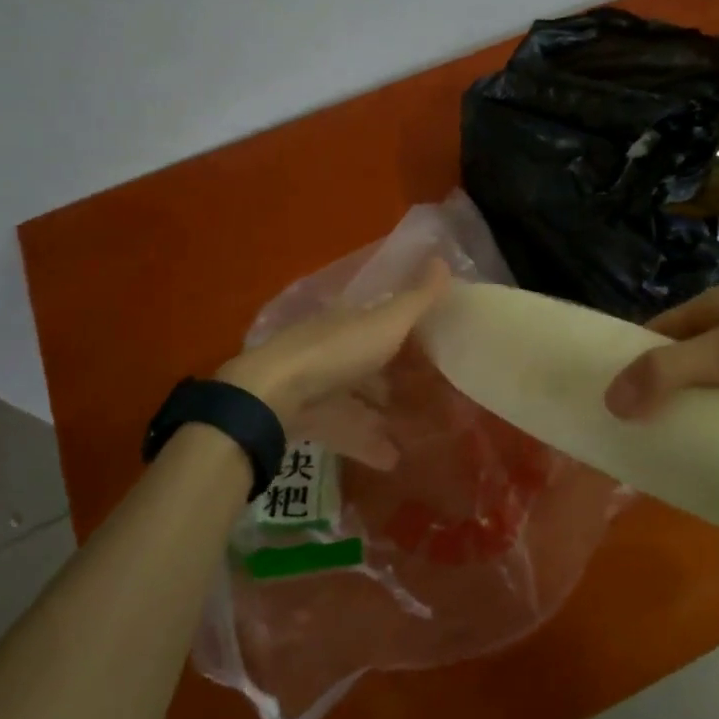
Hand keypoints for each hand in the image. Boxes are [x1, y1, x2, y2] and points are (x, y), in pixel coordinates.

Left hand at [217, 257, 450, 429]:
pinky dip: (367, 443)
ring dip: (382, 414)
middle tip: (428, 393)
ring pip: (355, 399)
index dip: (404, 331)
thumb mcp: (387, 322)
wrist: (275, 394)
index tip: (432, 345)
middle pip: (367, 362)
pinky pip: (344, 430)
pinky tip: (392, 460)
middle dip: (393, 376)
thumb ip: (418, 299)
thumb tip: (443, 258)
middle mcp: (332, 349)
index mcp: (350, 322)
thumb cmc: (337, 351)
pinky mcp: (308, 419)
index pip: (379, 321)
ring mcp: (317, 385)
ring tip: (416, 433)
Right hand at [603, 279, 718, 425]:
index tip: (608, 401)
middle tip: (638, 436)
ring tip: (674, 452)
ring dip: (698, 411)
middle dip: (662, 393)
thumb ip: (672, 372)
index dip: (630, 360)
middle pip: (685, 359)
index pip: (658, 331)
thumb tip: (610, 400)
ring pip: (717, 384)